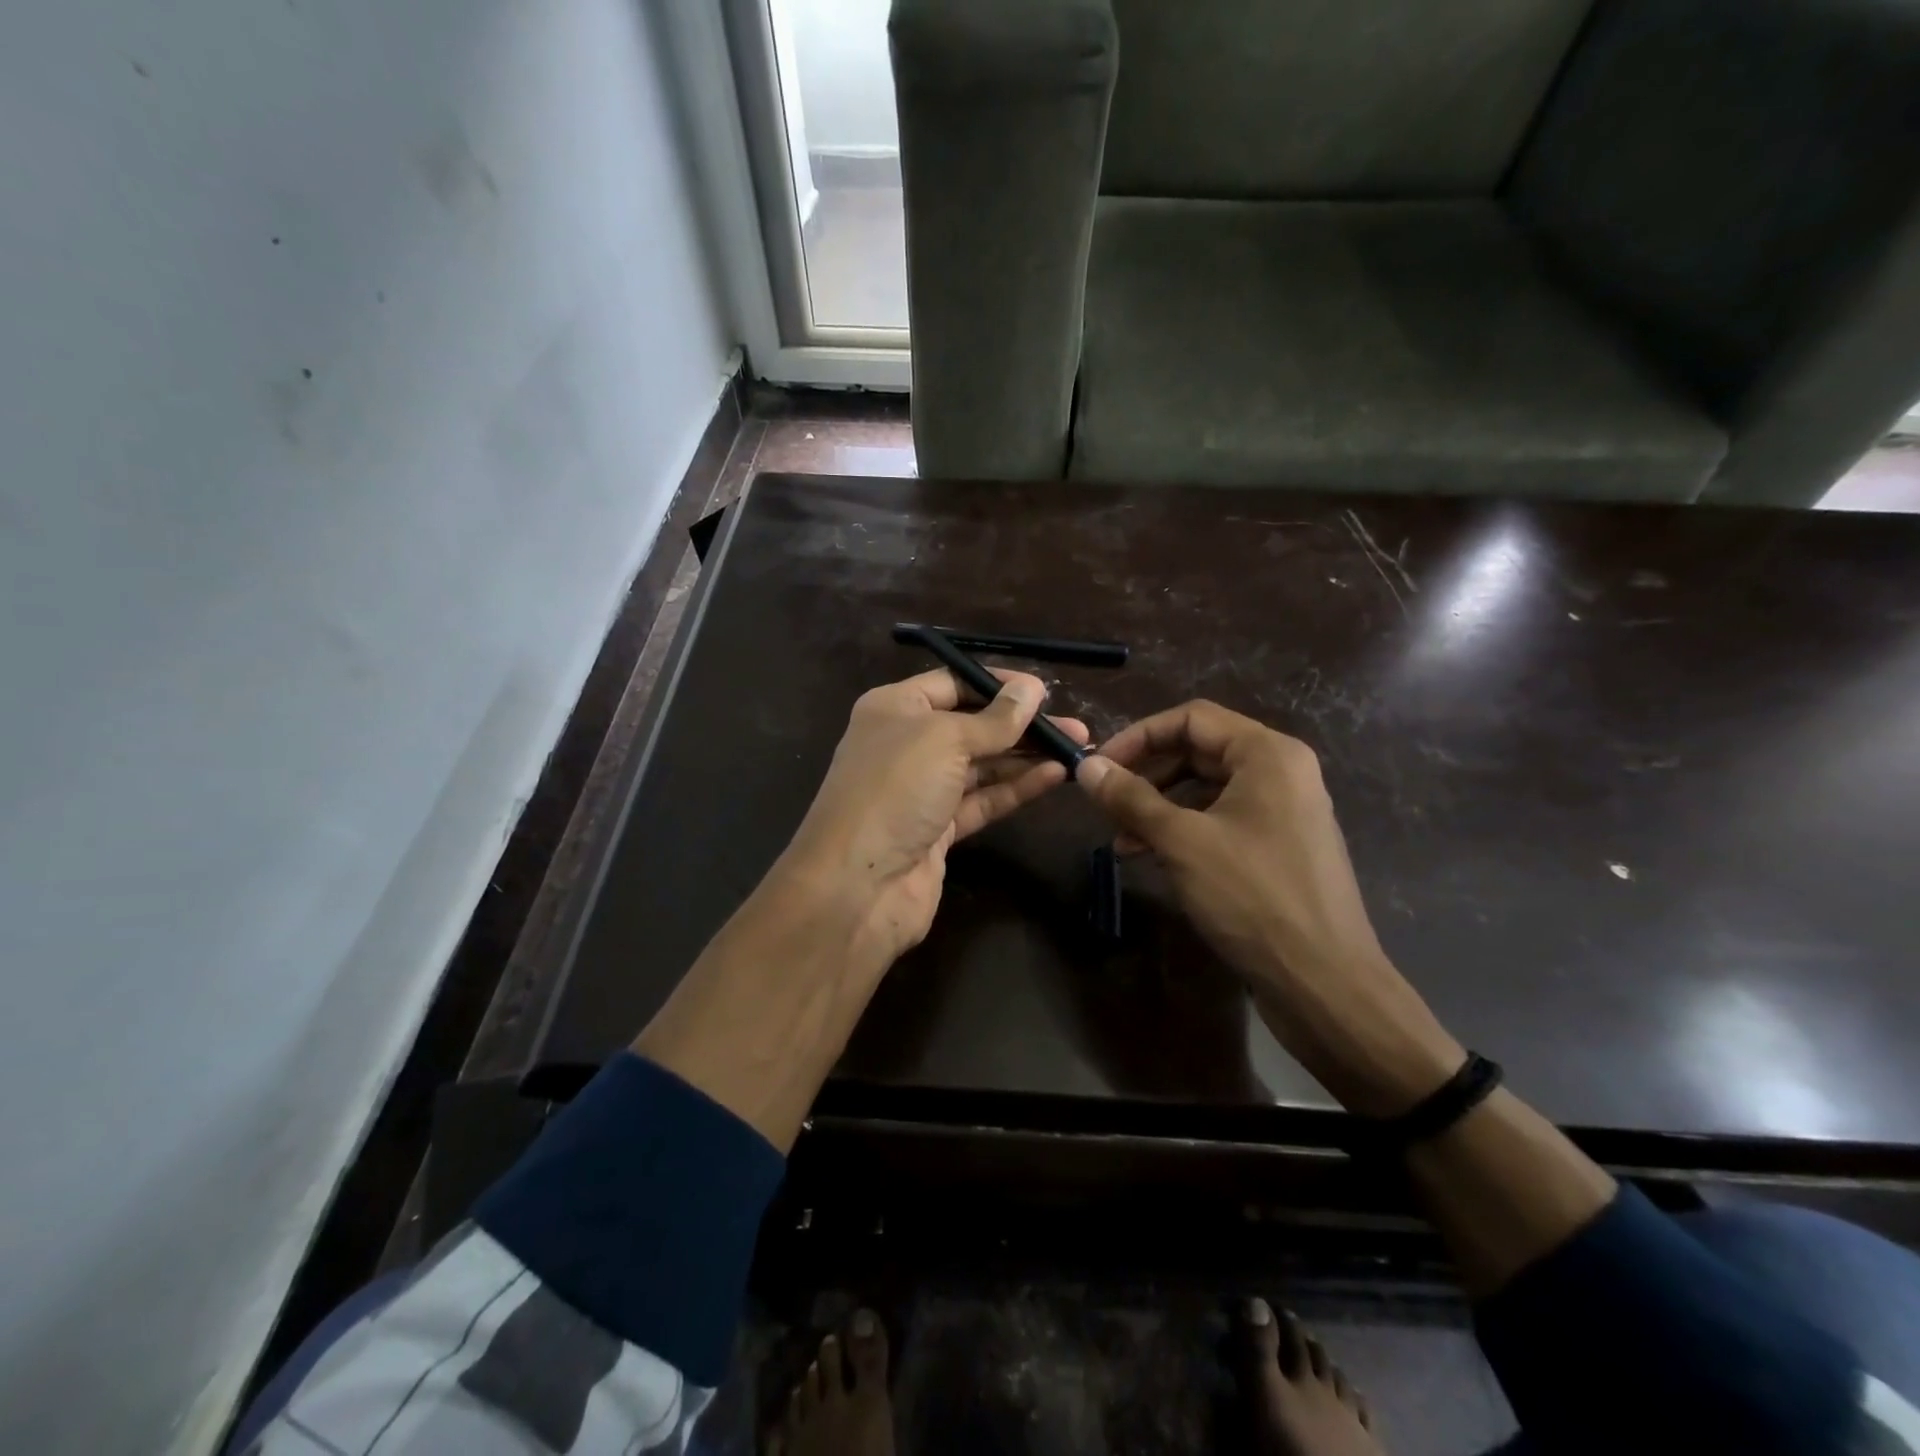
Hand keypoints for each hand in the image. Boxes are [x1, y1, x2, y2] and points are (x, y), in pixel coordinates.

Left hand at [780, 667, 1088, 972]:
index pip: (952, 684)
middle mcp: (905, 744)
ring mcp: (921, 790)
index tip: (1043, 691)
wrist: (858, 886)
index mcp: (894, 708)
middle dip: (1021, 725)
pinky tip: (1055, 776)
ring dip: (1026, 757)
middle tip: (1074, 726)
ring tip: (1076, 748)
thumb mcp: (945, 740)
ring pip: (981, 765)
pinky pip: (982, 800)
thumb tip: (1032, 688)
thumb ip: (994, 719)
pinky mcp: (938, 829)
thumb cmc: (895, 790)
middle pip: (971, 726)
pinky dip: (1016, 788)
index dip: (997, 685)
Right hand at [1075, 701, 1459, 1115]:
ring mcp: (1283, 811)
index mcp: (1267, 754)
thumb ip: (1131, 798)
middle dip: (1147, 774)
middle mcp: (1281, 772)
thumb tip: (1085, 767)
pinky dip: (1183, 830)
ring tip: (1121, 839)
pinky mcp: (1278, 847)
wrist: (1324, 983)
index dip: (1139, 735)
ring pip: (1207, 790)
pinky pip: (1221, 820)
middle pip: (1199, 751)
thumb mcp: (1182, 841)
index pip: (1192, 719)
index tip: (1100, 766)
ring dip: (1159, 807)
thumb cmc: (1253, 897)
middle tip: (1106, 803)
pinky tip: (1151, 856)